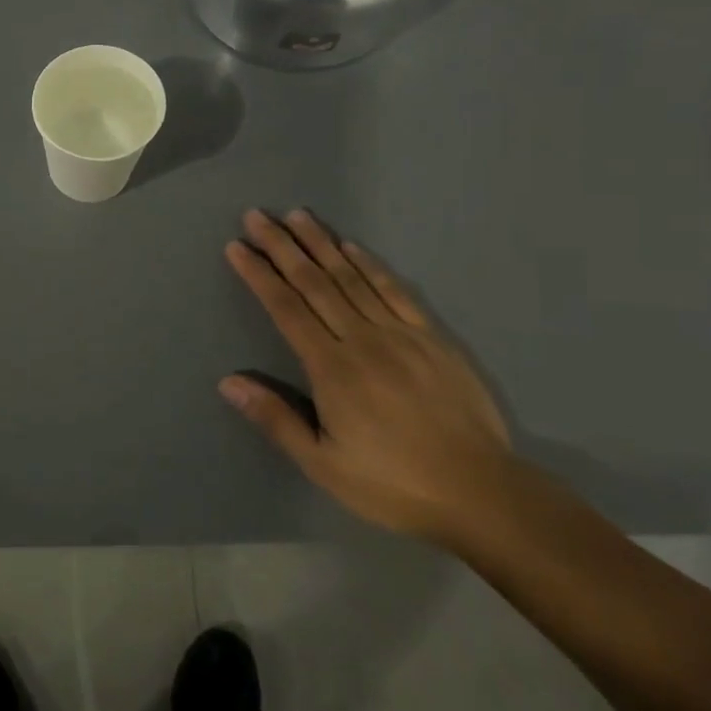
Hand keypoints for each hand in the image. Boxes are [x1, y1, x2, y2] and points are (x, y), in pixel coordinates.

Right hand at [221, 209, 512, 543]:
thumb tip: (228, 382)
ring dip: (320, 244)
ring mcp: (401, 335)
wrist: (483, 495)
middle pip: (314, 282)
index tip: (237, 246)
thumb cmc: (392, 484)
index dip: (258, 275)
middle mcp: (362, 340)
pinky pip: (395, 291)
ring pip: (352, 278)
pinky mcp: (433, 338)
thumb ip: (276, 419)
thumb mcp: (323, 464)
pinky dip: (370, 265)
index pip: (286, 308)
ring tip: (297, 216)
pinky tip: (351, 246)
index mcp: (332, 369)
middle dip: (282, 246)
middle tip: (257, 215)